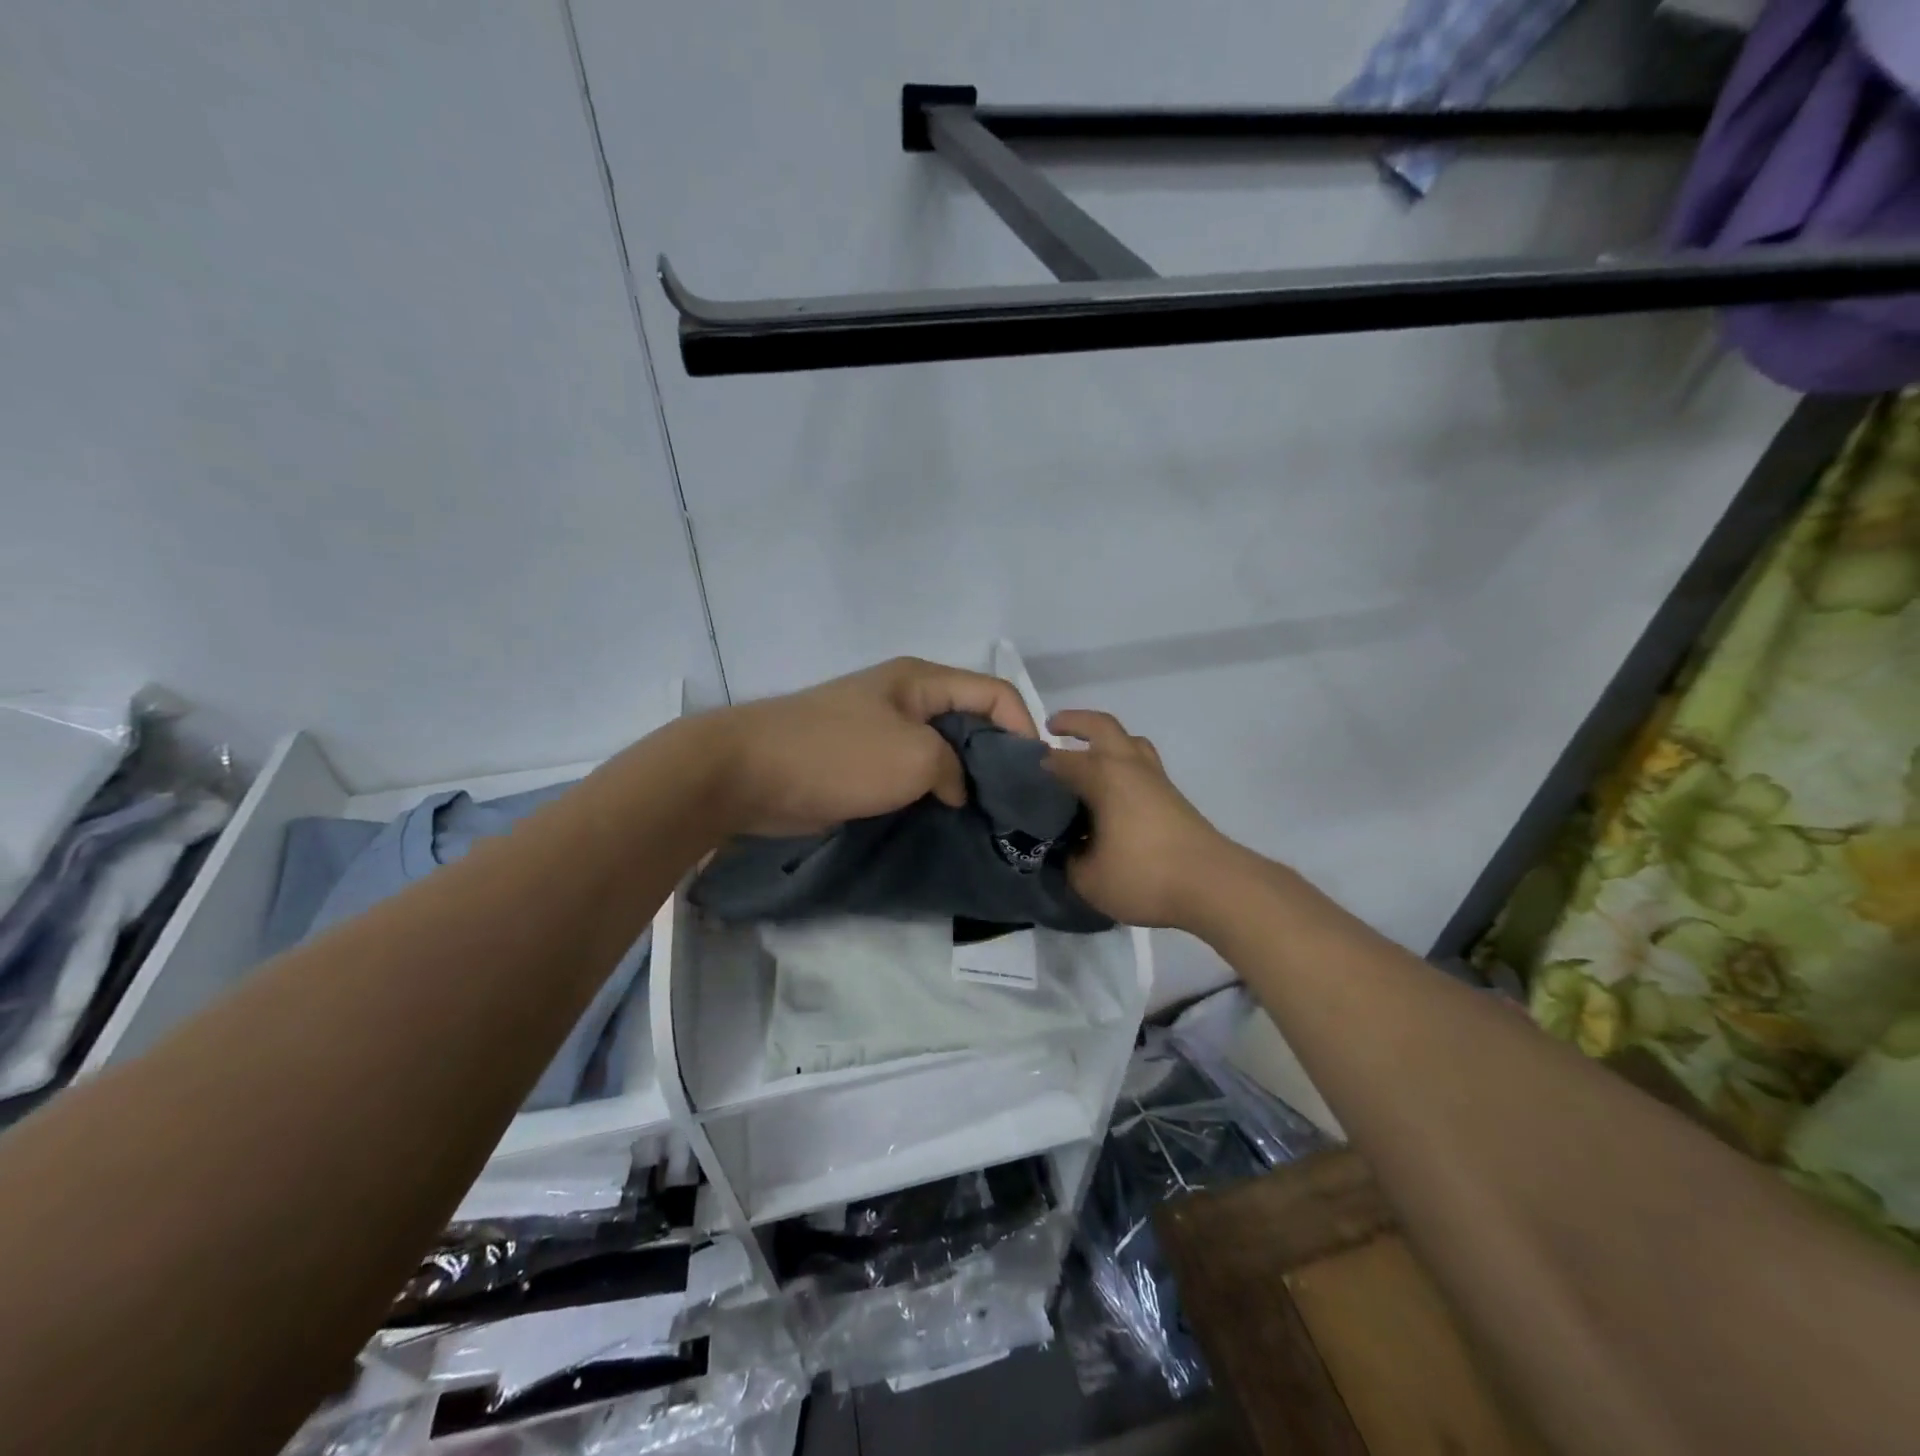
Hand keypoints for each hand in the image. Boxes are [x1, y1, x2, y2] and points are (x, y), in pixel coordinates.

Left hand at [717, 657, 1038, 836]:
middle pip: (969, 720)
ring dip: (963, 780)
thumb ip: (954, 768)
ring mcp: (880, 730)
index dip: (1022, 726)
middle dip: (995, 757)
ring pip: (941, 751)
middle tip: (1014, 802)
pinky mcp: (861, 762)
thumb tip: (954, 789)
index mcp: (921, 680)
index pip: (993, 692)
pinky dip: (932, 793)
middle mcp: (905, 699)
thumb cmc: (838, 754)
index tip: (1034, 774)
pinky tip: (945, 820)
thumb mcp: (914, 757)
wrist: (747, 772)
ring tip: (986, 818)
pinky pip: (911, 773)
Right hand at [1042, 710, 1245, 929]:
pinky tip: (1111, 792)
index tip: (1016, 775)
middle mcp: (1129, 766)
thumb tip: (1063, 848)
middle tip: (1052, 728)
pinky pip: (1141, 764)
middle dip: (1074, 722)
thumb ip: (1066, 859)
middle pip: (1101, 727)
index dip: (1035, 765)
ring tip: (1086, 757)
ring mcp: (1155, 779)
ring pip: (1129, 742)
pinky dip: (1122, 763)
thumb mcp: (1088, 878)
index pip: (1059, 760)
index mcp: (1104, 776)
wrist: (1214, 885)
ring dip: (1105, 740)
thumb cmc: (1145, 875)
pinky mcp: (1172, 797)